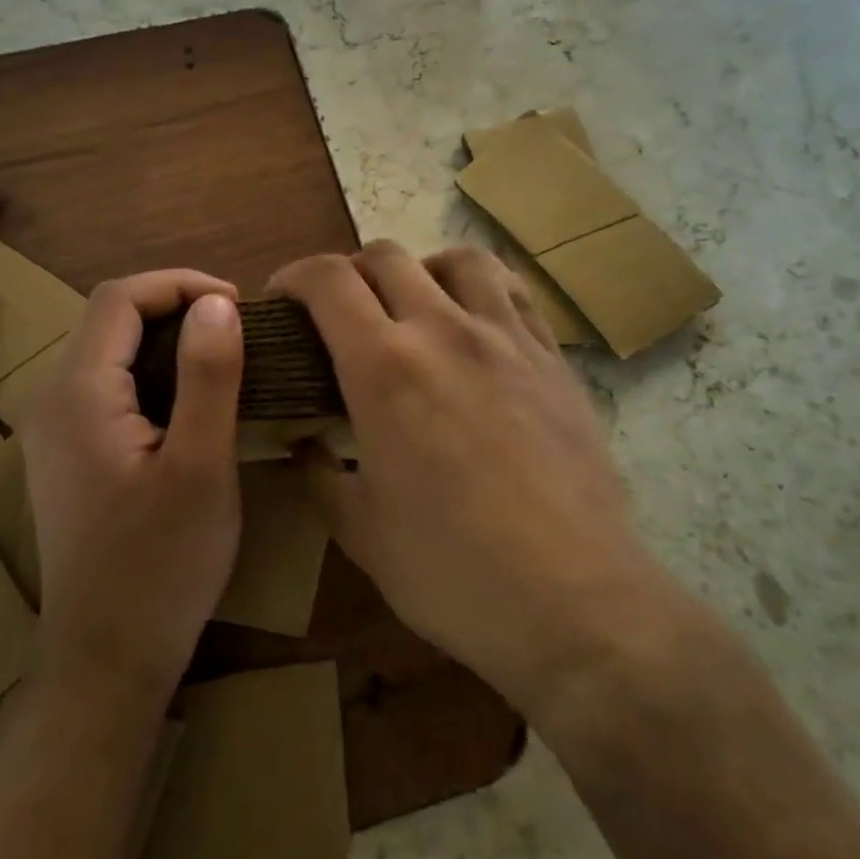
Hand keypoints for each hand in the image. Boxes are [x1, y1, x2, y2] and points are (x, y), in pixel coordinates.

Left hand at [21, 271, 243, 701]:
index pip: (120, 299)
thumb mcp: (201, 466)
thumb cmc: (160, 567)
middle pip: (109, 319)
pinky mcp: (66, 454)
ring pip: (108, 351)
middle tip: (235, 327)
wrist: (105, 664)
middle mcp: (52, 400)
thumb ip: (208, 376)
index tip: (236, 304)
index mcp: (78, 394)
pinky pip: (106, 385)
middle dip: (173, 305)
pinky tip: (188, 396)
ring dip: (163, 337)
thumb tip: (218, 304)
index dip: (179, 284)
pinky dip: (150, 369)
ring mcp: (53, 430)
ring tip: (221, 353)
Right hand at [271, 242, 644, 714]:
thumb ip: (321, 476)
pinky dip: (482, 288)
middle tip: (341, 313)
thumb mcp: (361, 532)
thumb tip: (304, 446)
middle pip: (386, 256)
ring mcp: (506, 338)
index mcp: (384, 368)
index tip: (282, 299)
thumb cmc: (453, 572)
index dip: (294, 276)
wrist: (577, 602)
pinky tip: (476, 323)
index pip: (328, 281)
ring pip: (458, 259)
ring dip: (420, 269)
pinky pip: (514, 291)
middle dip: (349, 272)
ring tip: (414, 305)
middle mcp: (443, 331)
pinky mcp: (553, 357)